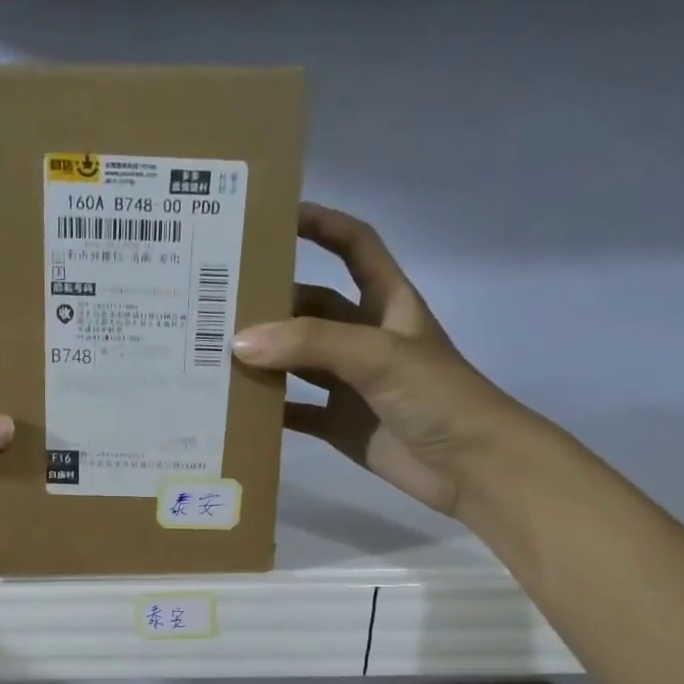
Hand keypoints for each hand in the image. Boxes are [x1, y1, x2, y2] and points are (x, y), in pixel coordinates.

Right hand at [232, 204, 520, 518]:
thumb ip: (312, 344)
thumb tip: (240, 342)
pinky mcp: (341, 424)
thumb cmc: (437, 396)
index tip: (274, 217)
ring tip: (213, 352)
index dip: (321, 225)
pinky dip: (270, 410)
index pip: (354, 247)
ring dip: (265, 357)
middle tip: (218, 300)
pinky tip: (236, 406)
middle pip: (312, 307)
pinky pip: (297, 412)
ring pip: (299, 361)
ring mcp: (351, 384)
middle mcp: (366, 338)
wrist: (470, 467)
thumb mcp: (378, 356)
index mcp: (387, 304)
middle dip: (273, 301)